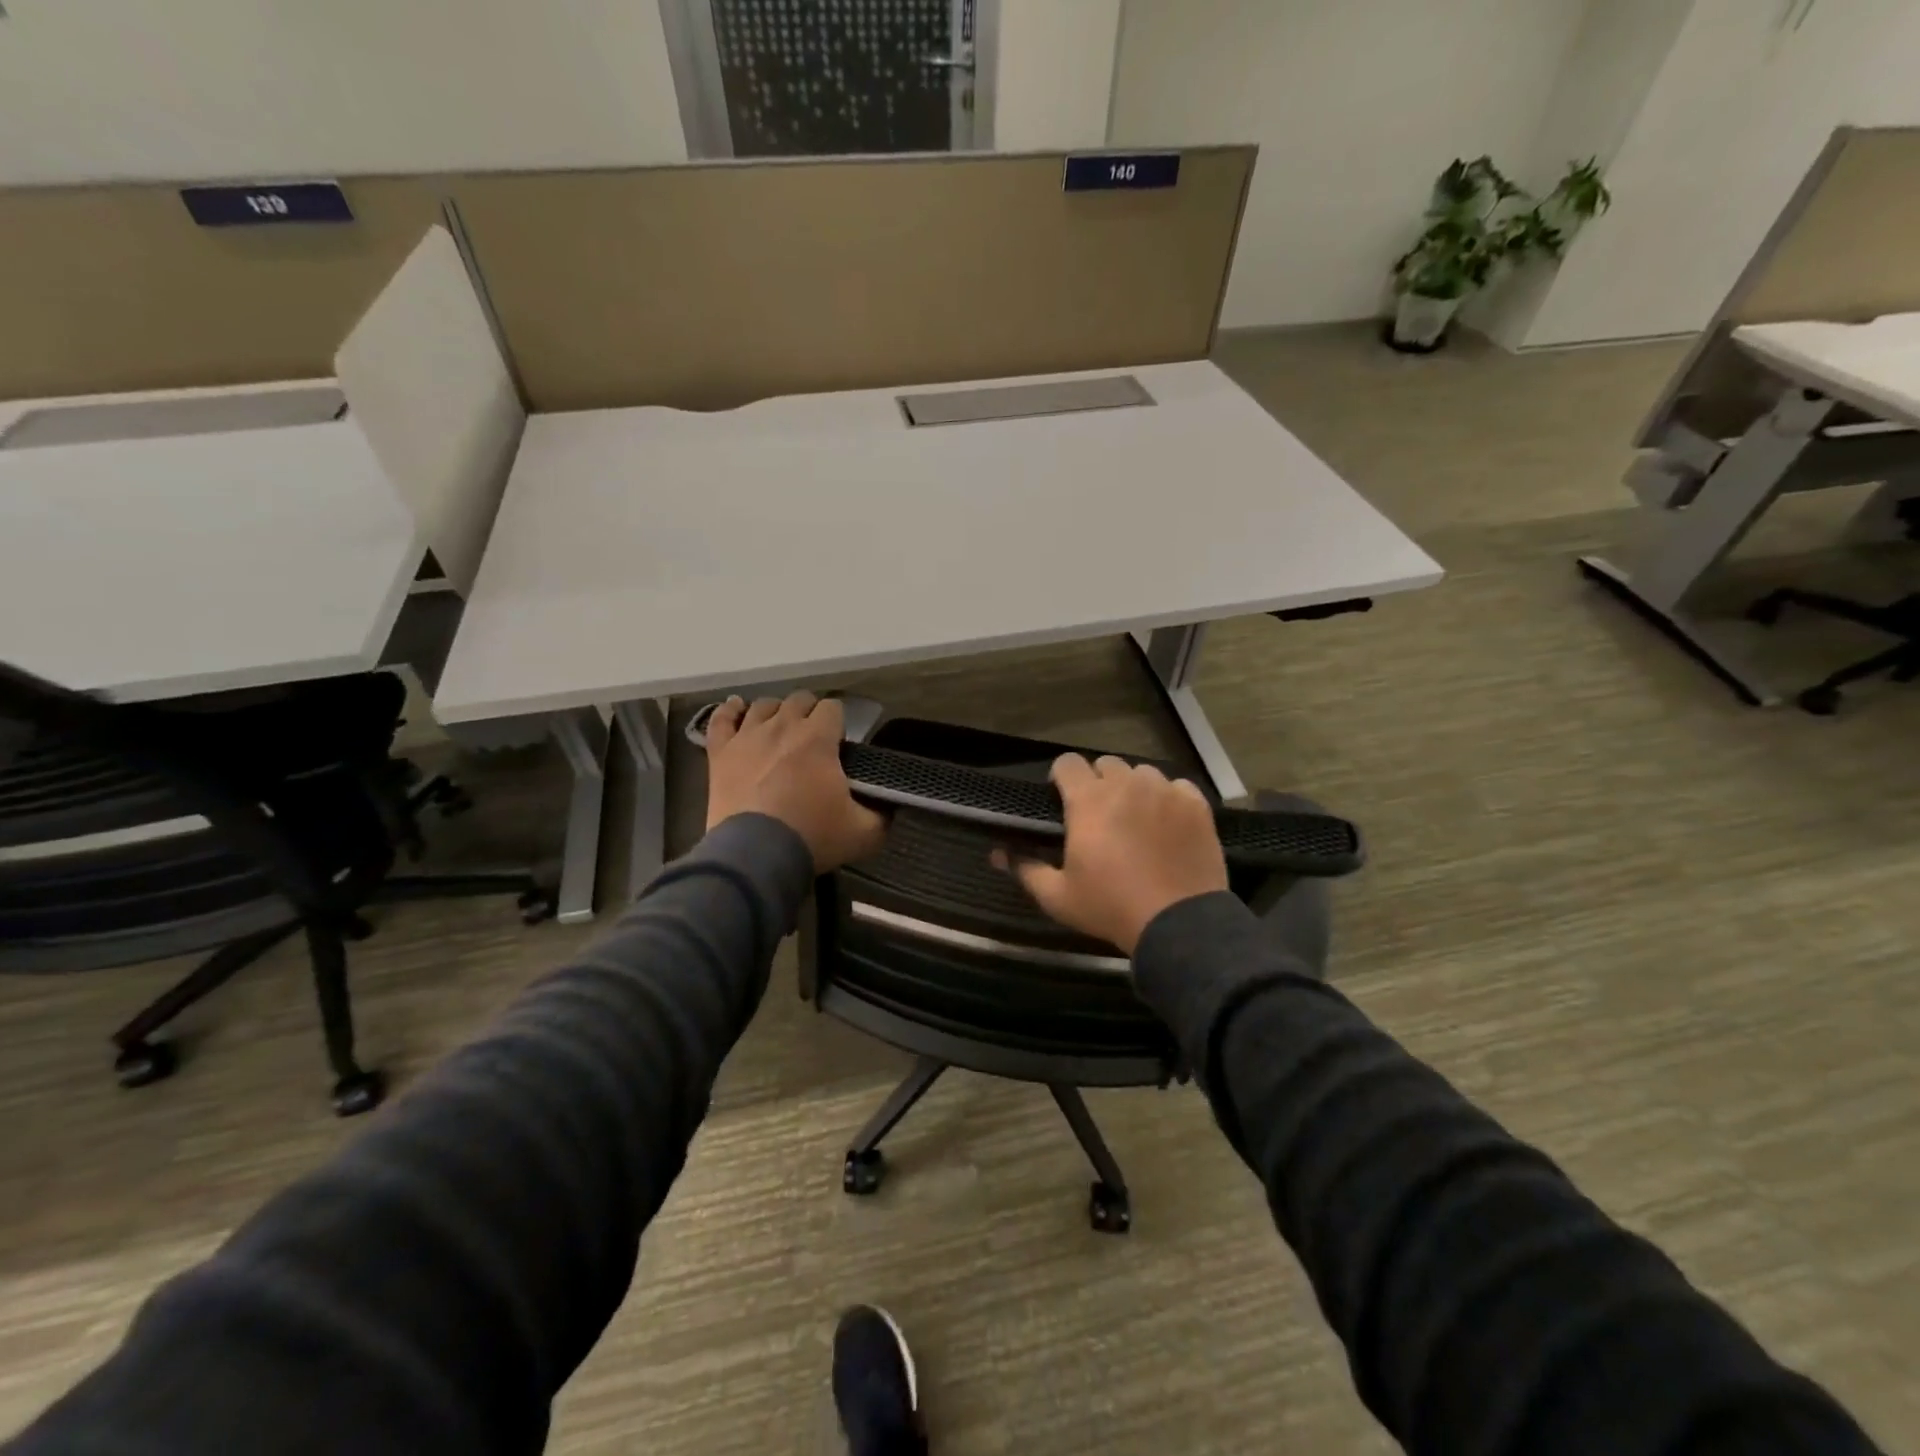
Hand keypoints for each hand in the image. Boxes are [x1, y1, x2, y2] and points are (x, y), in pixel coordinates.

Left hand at [705, 692, 887, 871]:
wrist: (755, 855)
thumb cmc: (812, 837)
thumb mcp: (864, 833)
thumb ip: (882, 815)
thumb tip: (890, 807)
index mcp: (818, 738)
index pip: (833, 708)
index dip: (838, 722)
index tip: (839, 743)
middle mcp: (782, 727)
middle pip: (798, 700)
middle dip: (809, 713)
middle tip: (813, 739)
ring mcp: (747, 737)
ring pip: (763, 705)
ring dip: (775, 712)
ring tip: (780, 728)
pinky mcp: (720, 753)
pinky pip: (721, 719)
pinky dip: (729, 710)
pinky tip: (736, 707)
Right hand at [1005, 754, 1227, 954]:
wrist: (1178, 922)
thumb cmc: (1110, 906)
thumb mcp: (1058, 896)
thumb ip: (1025, 868)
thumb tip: (996, 854)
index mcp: (1088, 800)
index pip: (1067, 762)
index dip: (1061, 776)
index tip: (1063, 798)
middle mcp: (1126, 784)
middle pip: (1106, 763)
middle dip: (1098, 782)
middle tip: (1099, 814)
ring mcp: (1165, 791)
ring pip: (1142, 773)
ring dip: (1134, 788)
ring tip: (1136, 818)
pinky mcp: (1196, 804)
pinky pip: (1177, 786)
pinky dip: (1169, 798)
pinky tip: (1167, 824)